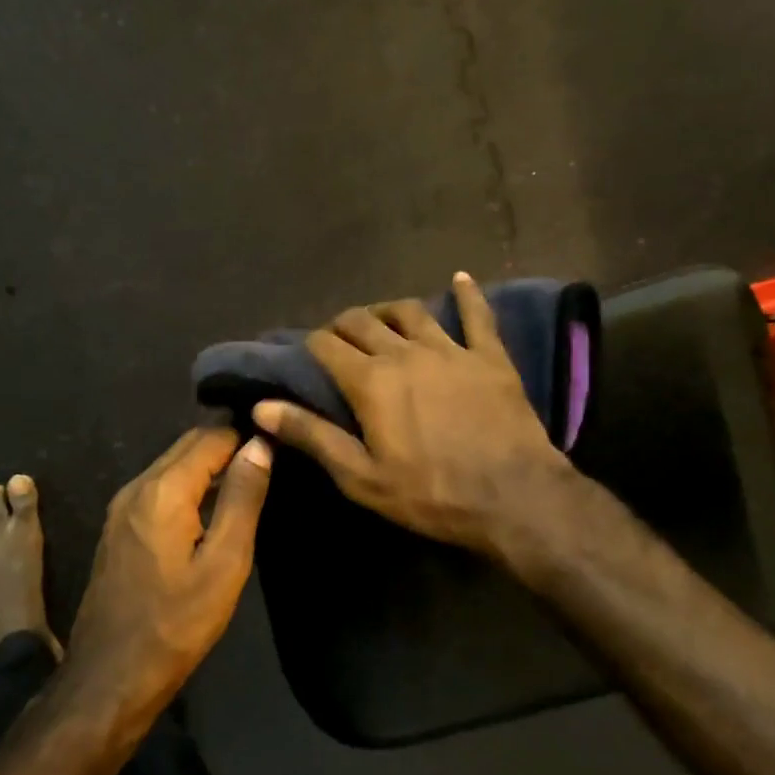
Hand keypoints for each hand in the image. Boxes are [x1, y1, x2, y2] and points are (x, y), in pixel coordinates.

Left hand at [67, 427, 272, 705]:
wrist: (109, 678)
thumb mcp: (224, 563)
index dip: (247, 435)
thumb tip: (260, 445)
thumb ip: (243, 498)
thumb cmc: (175, 623)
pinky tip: (213, 506)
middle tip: (269, 458)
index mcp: (163, 490)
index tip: (279, 443)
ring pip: (172, 465)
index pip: (212, 437)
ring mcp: (122, 507)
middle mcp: (137, 486)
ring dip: (208, 465)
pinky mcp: (118, 528)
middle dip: (228, 444)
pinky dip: (189, 485)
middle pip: (188, 445)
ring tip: (249, 478)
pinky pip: (160, 488)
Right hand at [251, 271, 577, 565]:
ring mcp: (451, 349)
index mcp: (370, 381)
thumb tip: (261, 406)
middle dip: (343, 324)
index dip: (311, 345)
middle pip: (364, 321)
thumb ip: (312, 435)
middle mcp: (405, 352)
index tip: (306, 353)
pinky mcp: (490, 355)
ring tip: (380, 316)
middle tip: (338, 338)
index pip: (327, 346)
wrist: (514, 497)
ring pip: (411, 312)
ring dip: (389, 309)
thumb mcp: (361, 476)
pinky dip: (467, 294)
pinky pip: (477, 315)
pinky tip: (461, 278)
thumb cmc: (430, 494)